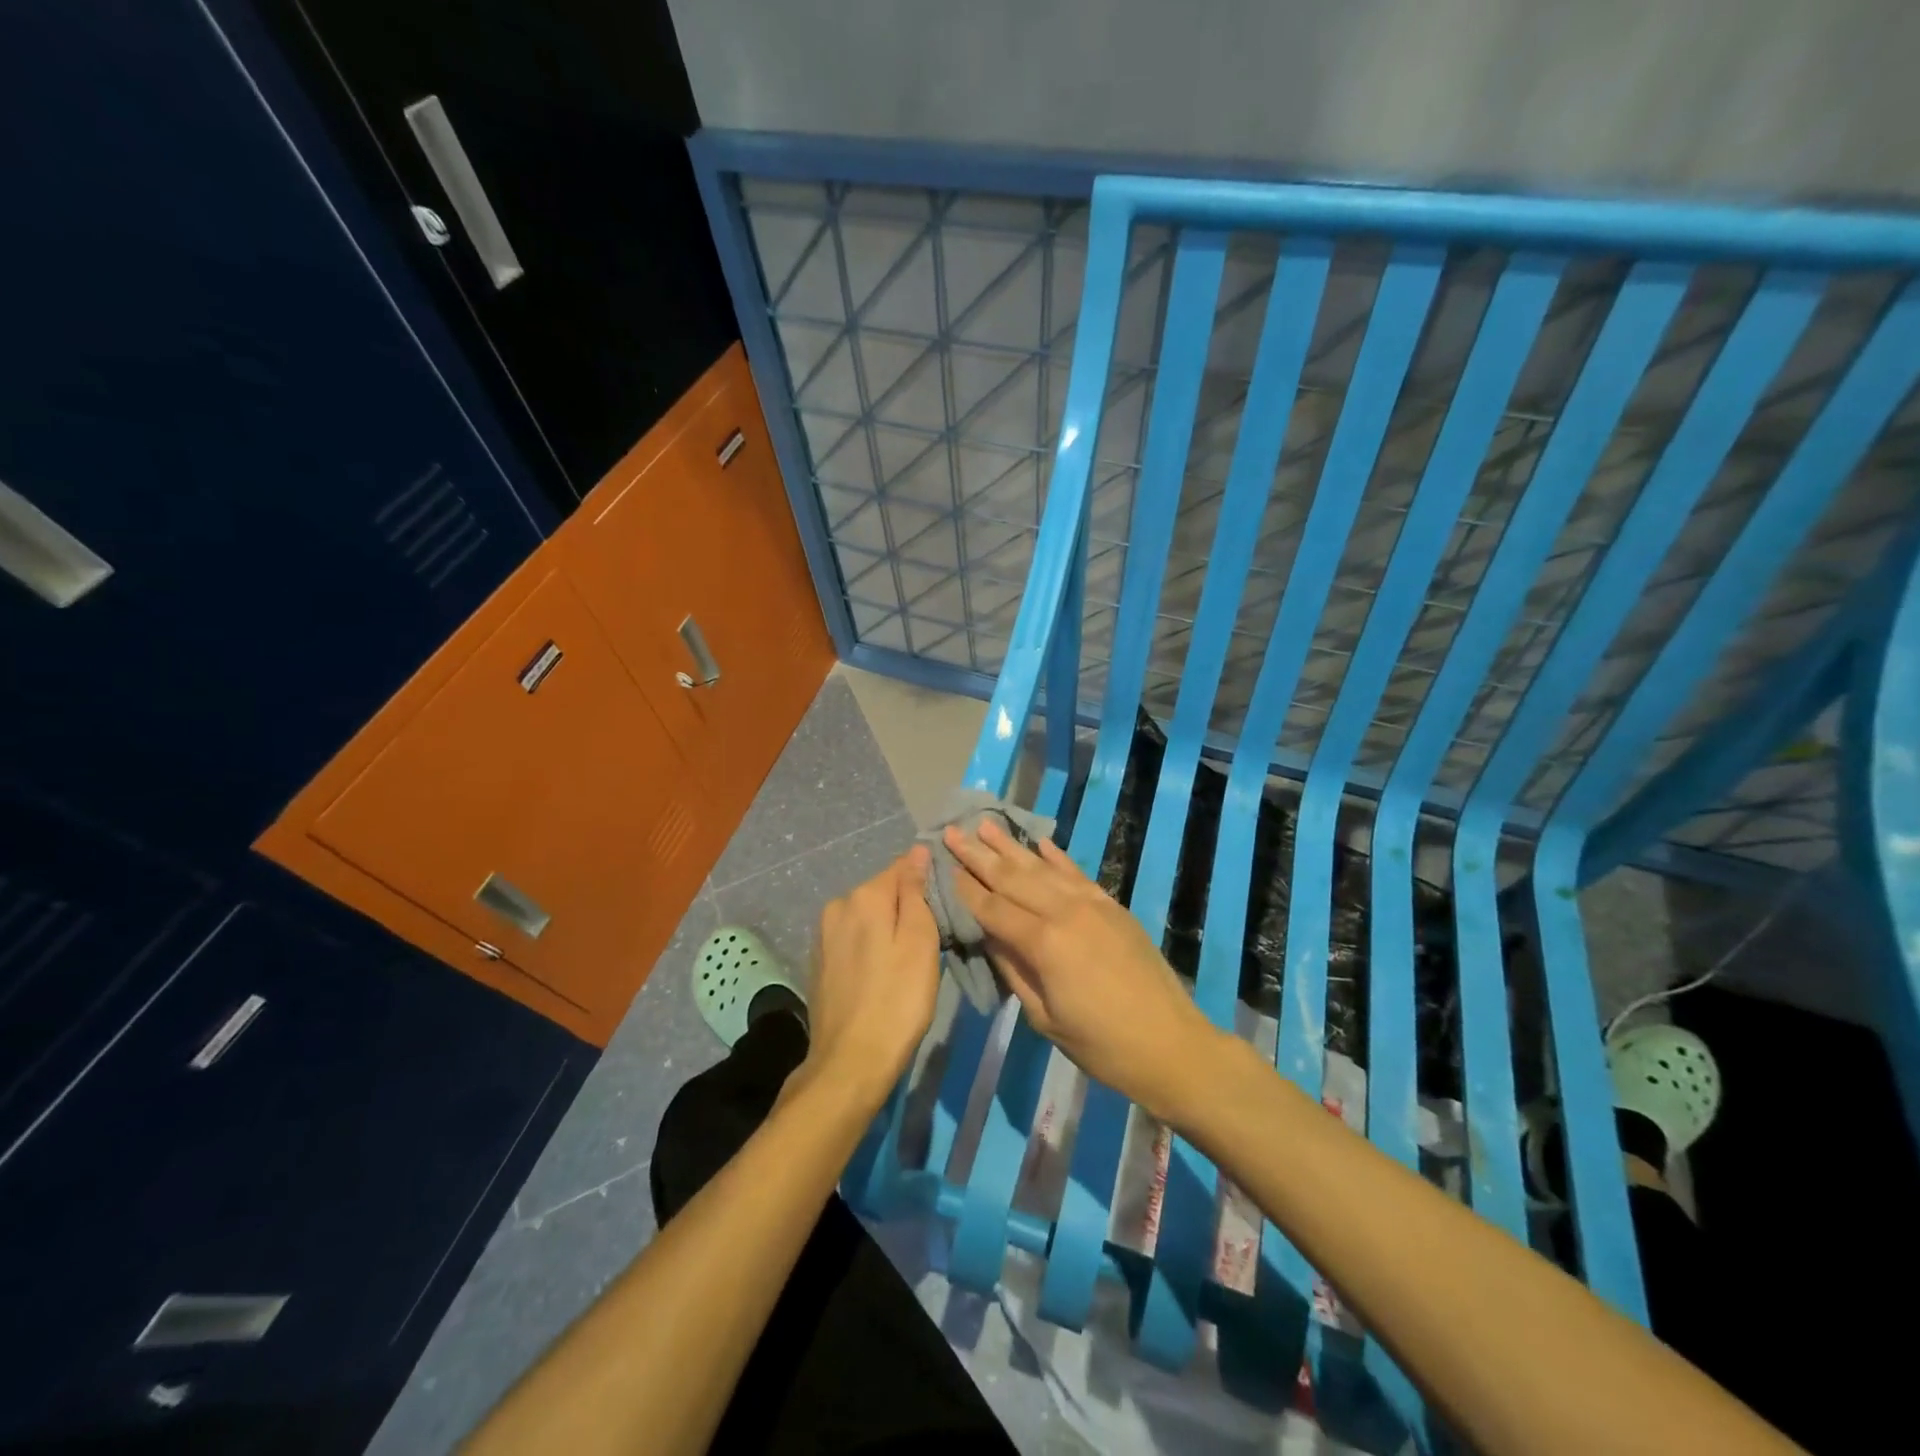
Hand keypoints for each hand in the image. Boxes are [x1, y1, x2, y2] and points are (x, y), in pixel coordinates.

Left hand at [801, 847, 940, 1111]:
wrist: (850, 1062)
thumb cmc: (898, 1000)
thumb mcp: (920, 942)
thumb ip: (916, 892)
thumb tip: (916, 852)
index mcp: (863, 896)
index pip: (902, 867)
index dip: (927, 881)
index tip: (946, 905)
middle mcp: (837, 906)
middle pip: (883, 892)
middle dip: (907, 907)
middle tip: (932, 939)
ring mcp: (823, 935)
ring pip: (868, 917)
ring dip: (888, 928)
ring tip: (909, 960)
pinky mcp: (819, 962)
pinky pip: (854, 939)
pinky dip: (871, 947)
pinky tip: (883, 974)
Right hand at [943, 820, 1221, 1120]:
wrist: (1171, 1044)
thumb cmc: (1101, 1045)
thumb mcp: (1045, 1017)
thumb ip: (1013, 969)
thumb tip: (988, 935)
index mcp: (1044, 943)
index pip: (992, 908)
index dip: (966, 888)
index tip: (942, 864)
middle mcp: (1065, 911)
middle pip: (1013, 878)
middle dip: (979, 855)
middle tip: (951, 831)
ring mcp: (1092, 904)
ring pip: (1042, 867)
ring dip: (1011, 846)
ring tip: (985, 825)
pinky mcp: (1112, 905)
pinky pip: (1076, 873)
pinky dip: (1056, 856)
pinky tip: (1039, 842)